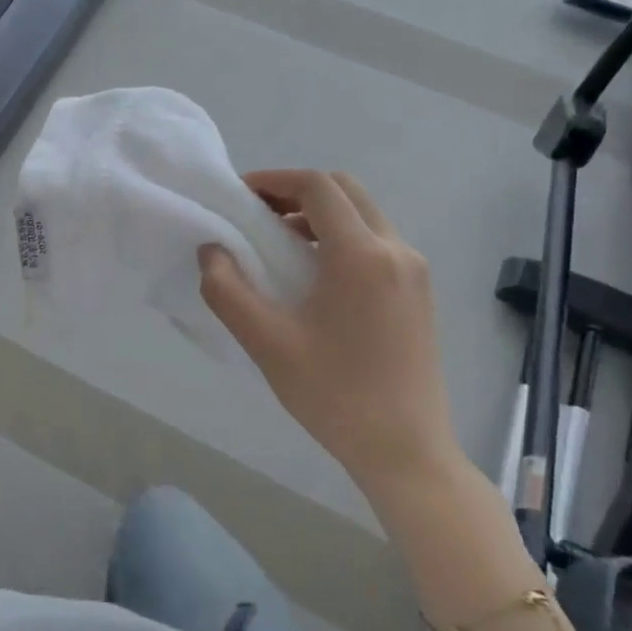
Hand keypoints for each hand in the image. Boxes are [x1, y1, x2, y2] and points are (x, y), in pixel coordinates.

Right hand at [198, 169, 461, 499]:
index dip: (275, 180)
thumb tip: (211, 250)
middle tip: (257, 214)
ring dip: (319, 215)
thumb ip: (227, 290)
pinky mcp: (419, 293)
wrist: (405, 450)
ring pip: (364, 215)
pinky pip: (376, 242)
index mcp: (361, 255)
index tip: (240, 196)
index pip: (318, 187)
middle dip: (297, 192)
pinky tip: (314, 275)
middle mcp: (396, 251)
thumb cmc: (333, 393)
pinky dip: (340, 238)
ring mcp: (414, 272)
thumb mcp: (266, 342)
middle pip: (346, 191)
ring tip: (278, 245)